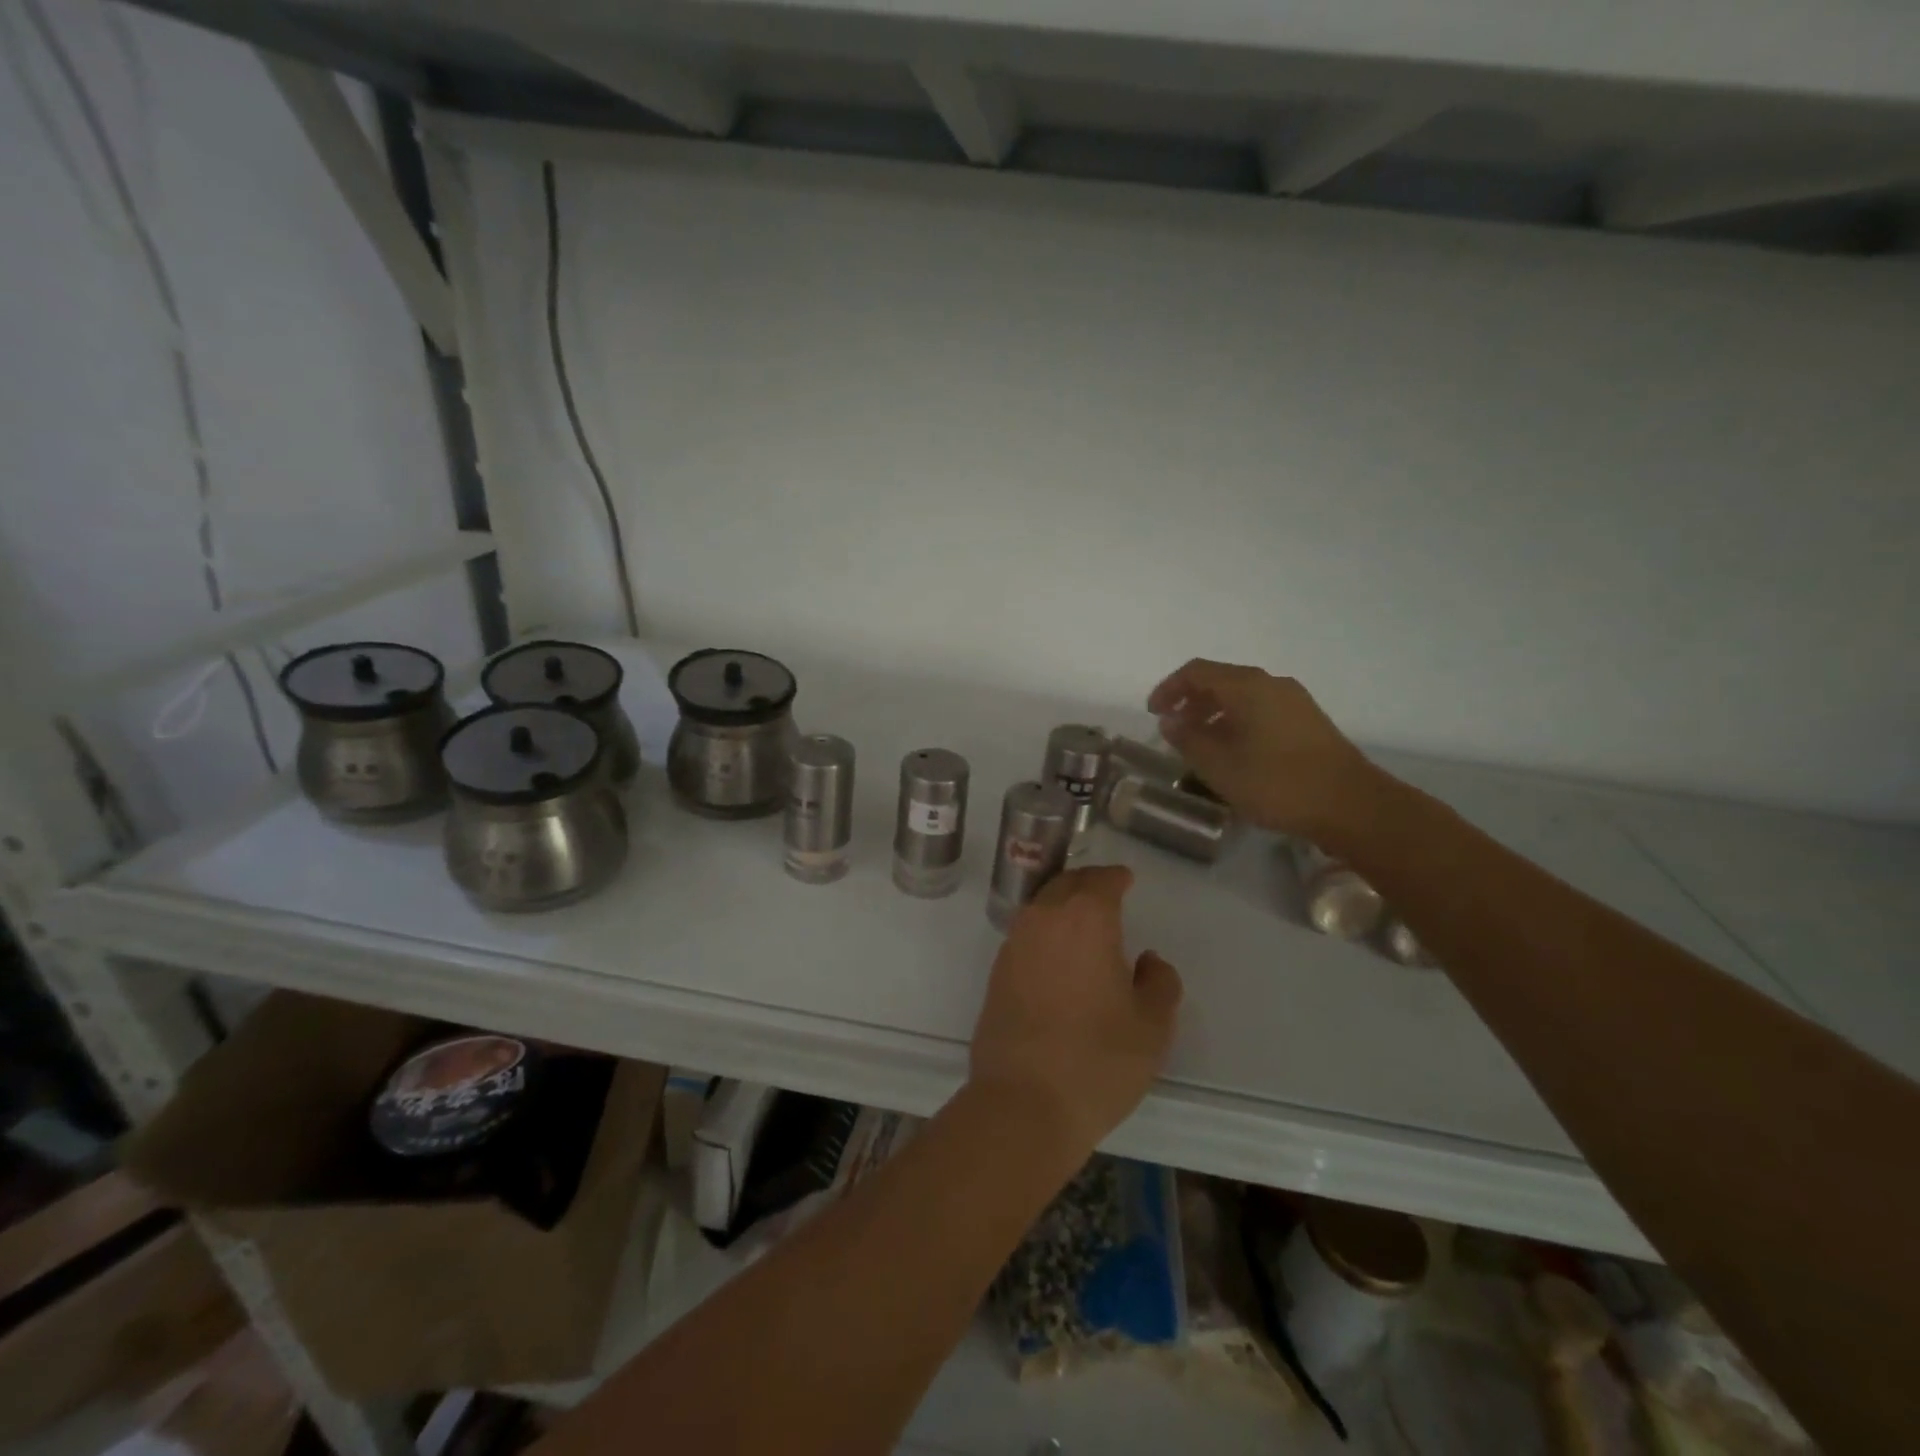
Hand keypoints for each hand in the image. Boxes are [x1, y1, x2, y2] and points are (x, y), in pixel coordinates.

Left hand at [968, 865, 1182, 1158]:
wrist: (1023, 1101)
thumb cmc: (1098, 1059)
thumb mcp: (1152, 1025)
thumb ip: (1159, 982)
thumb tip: (1149, 961)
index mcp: (1085, 918)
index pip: (1101, 880)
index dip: (1116, 877)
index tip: (1126, 880)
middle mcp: (1044, 919)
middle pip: (1066, 884)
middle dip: (1088, 884)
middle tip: (1106, 893)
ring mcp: (1014, 944)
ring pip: (1041, 907)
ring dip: (1062, 905)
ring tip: (1083, 923)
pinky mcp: (996, 972)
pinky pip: (1026, 935)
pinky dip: (1044, 933)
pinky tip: (1057, 956)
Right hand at [1148, 658, 1378, 838]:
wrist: (1351, 805)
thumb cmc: (1276, 783)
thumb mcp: (1219, 766)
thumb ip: (1188, 739)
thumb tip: (1170, 721)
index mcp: (1247, 686)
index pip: (1196, 672)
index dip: (1169, 689)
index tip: (1153, 713)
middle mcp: (1271, 684)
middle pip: (1221, 680)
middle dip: (1191, 701)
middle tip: (1173, 728)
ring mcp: (1294, 701)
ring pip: (1242, 696)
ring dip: (1214, 713)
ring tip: (1200, 744)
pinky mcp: (1308, 721)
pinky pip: (1261, 710)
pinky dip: (1237, 722)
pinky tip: (1234, 752)